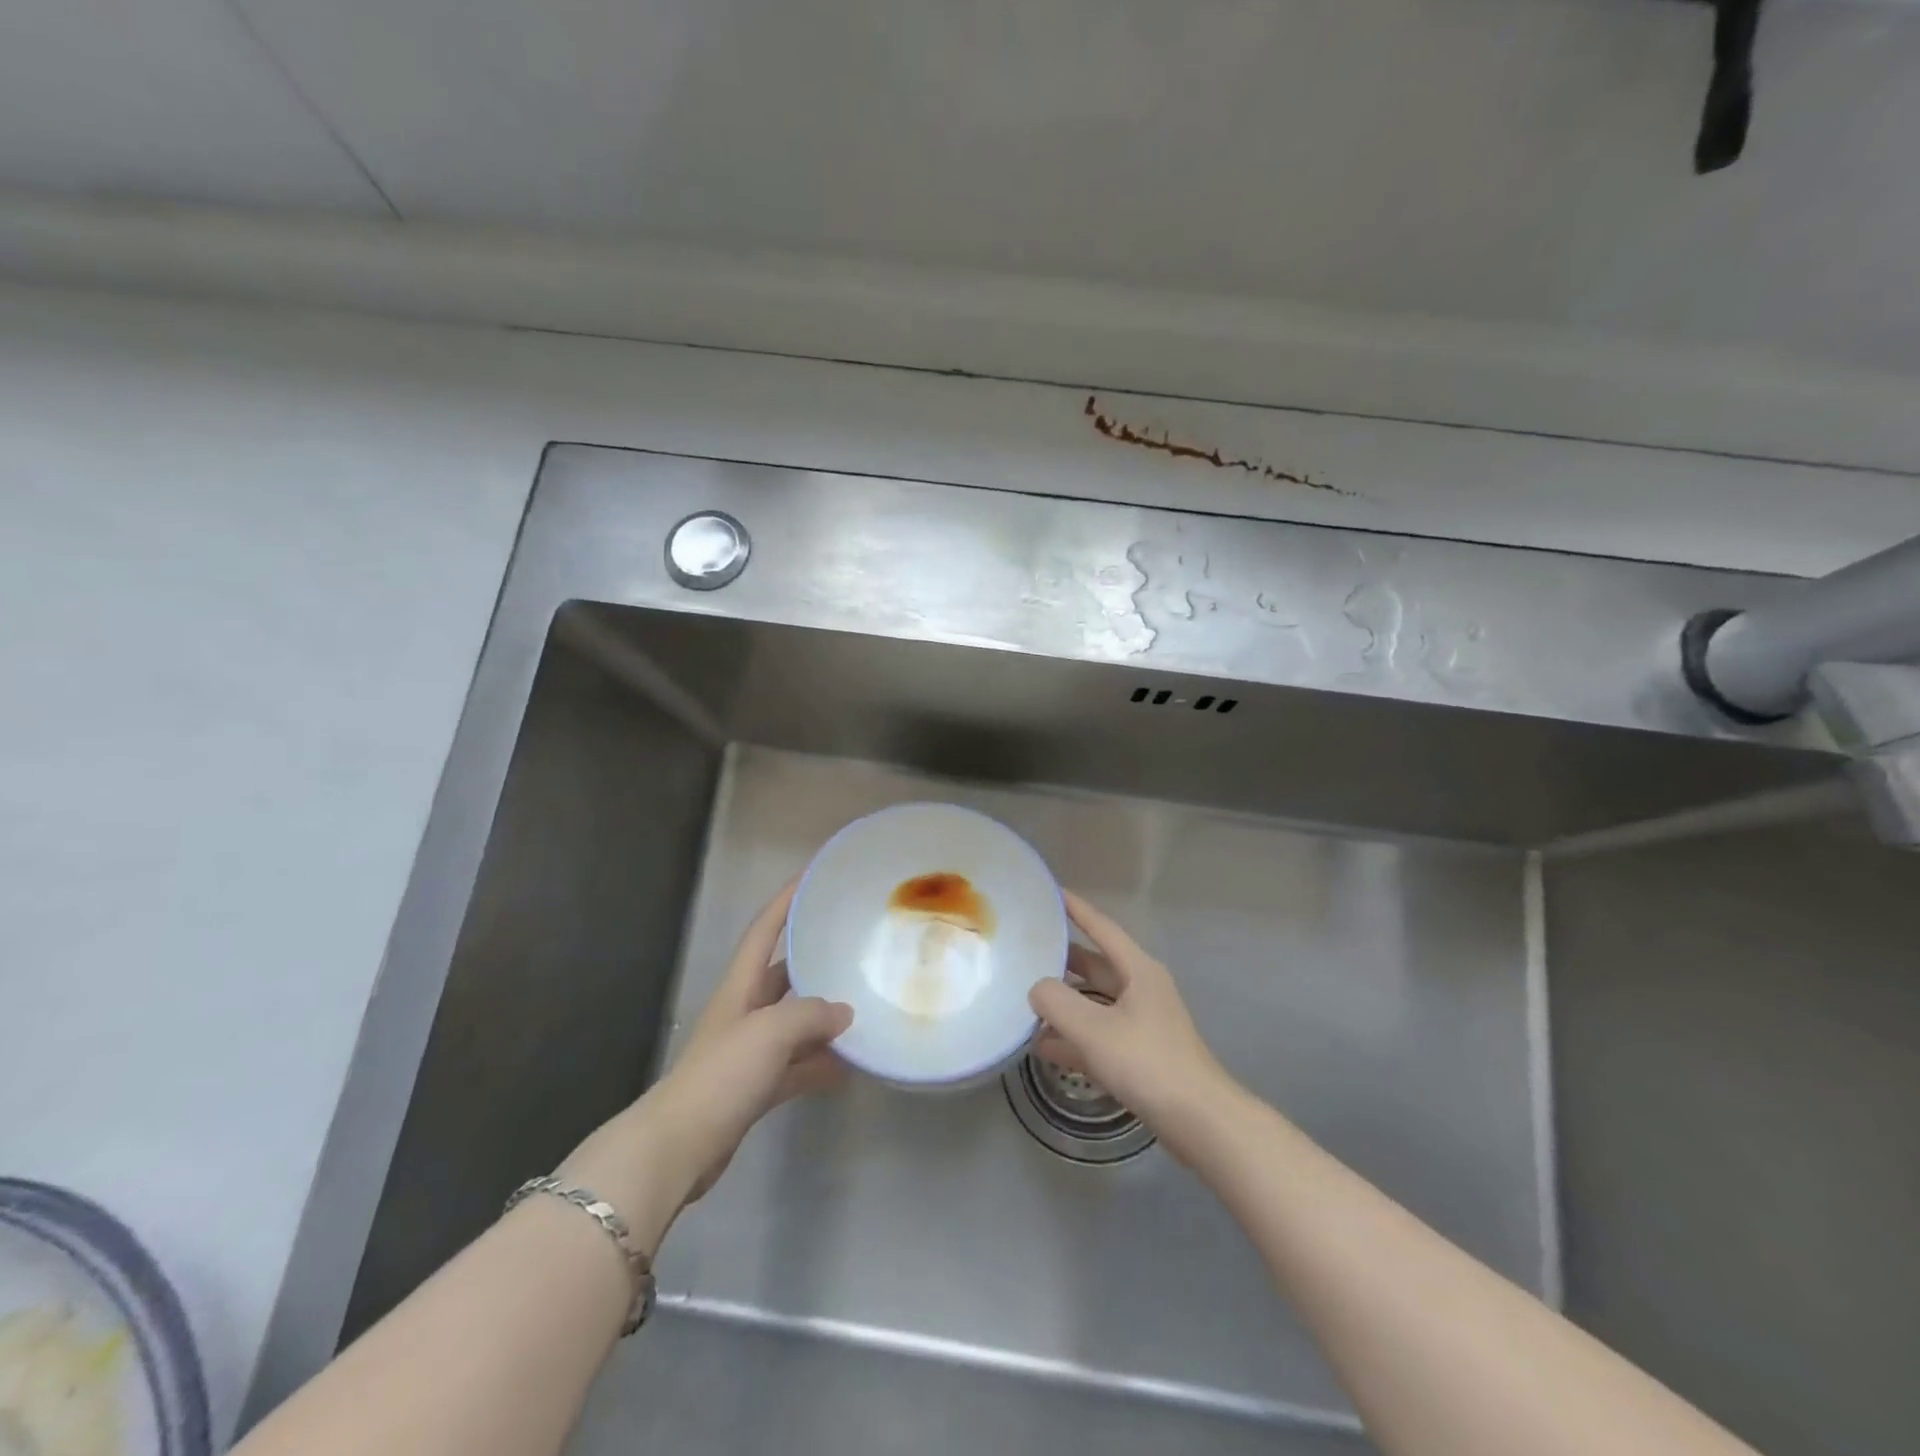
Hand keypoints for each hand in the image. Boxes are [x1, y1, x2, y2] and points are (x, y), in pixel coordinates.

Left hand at [562, 883, 852, 1247]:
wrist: (679, 1147)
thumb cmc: (722, 1074)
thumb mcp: (770, 1032)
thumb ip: (811, 1014)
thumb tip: (844, 1013)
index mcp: (740, 987)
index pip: (764, 930)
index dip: (786, 901)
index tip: (812, 877)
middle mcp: (745, 1011)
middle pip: (783, 973)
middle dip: (813, 957)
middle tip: (853, 943)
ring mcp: (751, 1051)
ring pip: (795, 1022)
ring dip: (824, 1017)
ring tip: (864, 1005)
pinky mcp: (756, 1087)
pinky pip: (798, 1065)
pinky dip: (821, 1064)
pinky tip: (850, 1066)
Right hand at [1029, 891, 1236, 1159]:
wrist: (1200, 1122)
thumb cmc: (1148, 1063)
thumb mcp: (1094, 1029)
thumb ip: (1056, 1002)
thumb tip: (1036, 988)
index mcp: (1138, 970)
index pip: (1101, 927)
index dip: (1075, 909)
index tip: (1050, 893)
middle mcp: (1142, 989)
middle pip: (1095, 965)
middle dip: (1062, 959)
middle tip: (1025, 950)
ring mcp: (1142, 1024)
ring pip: (1095, 1003)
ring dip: (1065, 1002)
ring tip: (1026, 1000)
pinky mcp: (1140, 1057)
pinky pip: (1099, 1036)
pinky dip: (1074, 1038)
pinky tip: (1044, 1047)